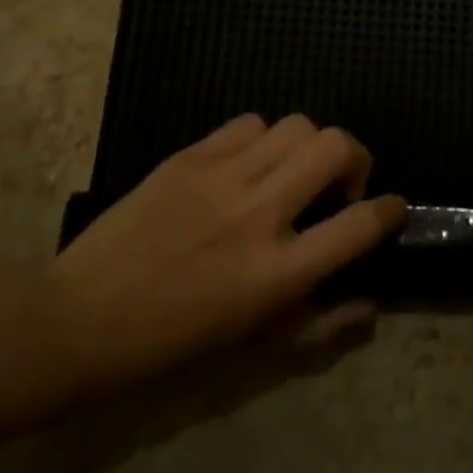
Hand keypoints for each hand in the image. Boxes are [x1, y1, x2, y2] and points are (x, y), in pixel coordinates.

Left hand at [50, 114, 406, 388]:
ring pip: (297, 125)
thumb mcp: (253, 348)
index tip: (392, 207)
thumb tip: (372, 305)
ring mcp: (222, 178)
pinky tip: (248, 165)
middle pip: (336, 148)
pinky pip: (249, 124)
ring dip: (309, 147)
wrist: (81, 320)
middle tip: (339, 185)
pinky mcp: (190, 156)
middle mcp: (258, 214)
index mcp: (276, 273)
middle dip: (356, 159)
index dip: (389, 210)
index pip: (359, 225)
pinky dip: (264, 139)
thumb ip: (321, 325)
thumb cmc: (172, 346)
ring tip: (291, 173)